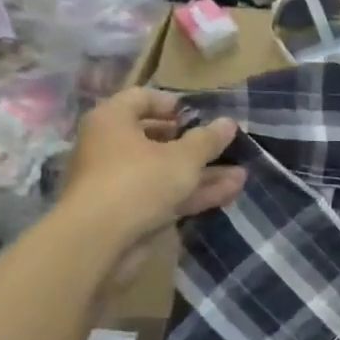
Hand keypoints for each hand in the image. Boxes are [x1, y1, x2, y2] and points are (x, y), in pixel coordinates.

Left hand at [59, 87, 244, 247]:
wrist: (98, 241)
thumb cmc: (138, 181)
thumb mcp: (182, 157)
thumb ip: (207, 140)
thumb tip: (229, 122)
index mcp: (112, 121)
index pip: (140, 98)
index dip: (171, 104)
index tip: (198, 115)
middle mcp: (111, 147)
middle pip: (156, 138)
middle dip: (195, 144)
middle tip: (223, 146)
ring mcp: (120, 182)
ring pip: (166, 171)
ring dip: (202, 173)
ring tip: (241, 174)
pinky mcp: (129, 211)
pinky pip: (165, 195)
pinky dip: (193, 193)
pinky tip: (229, 193)